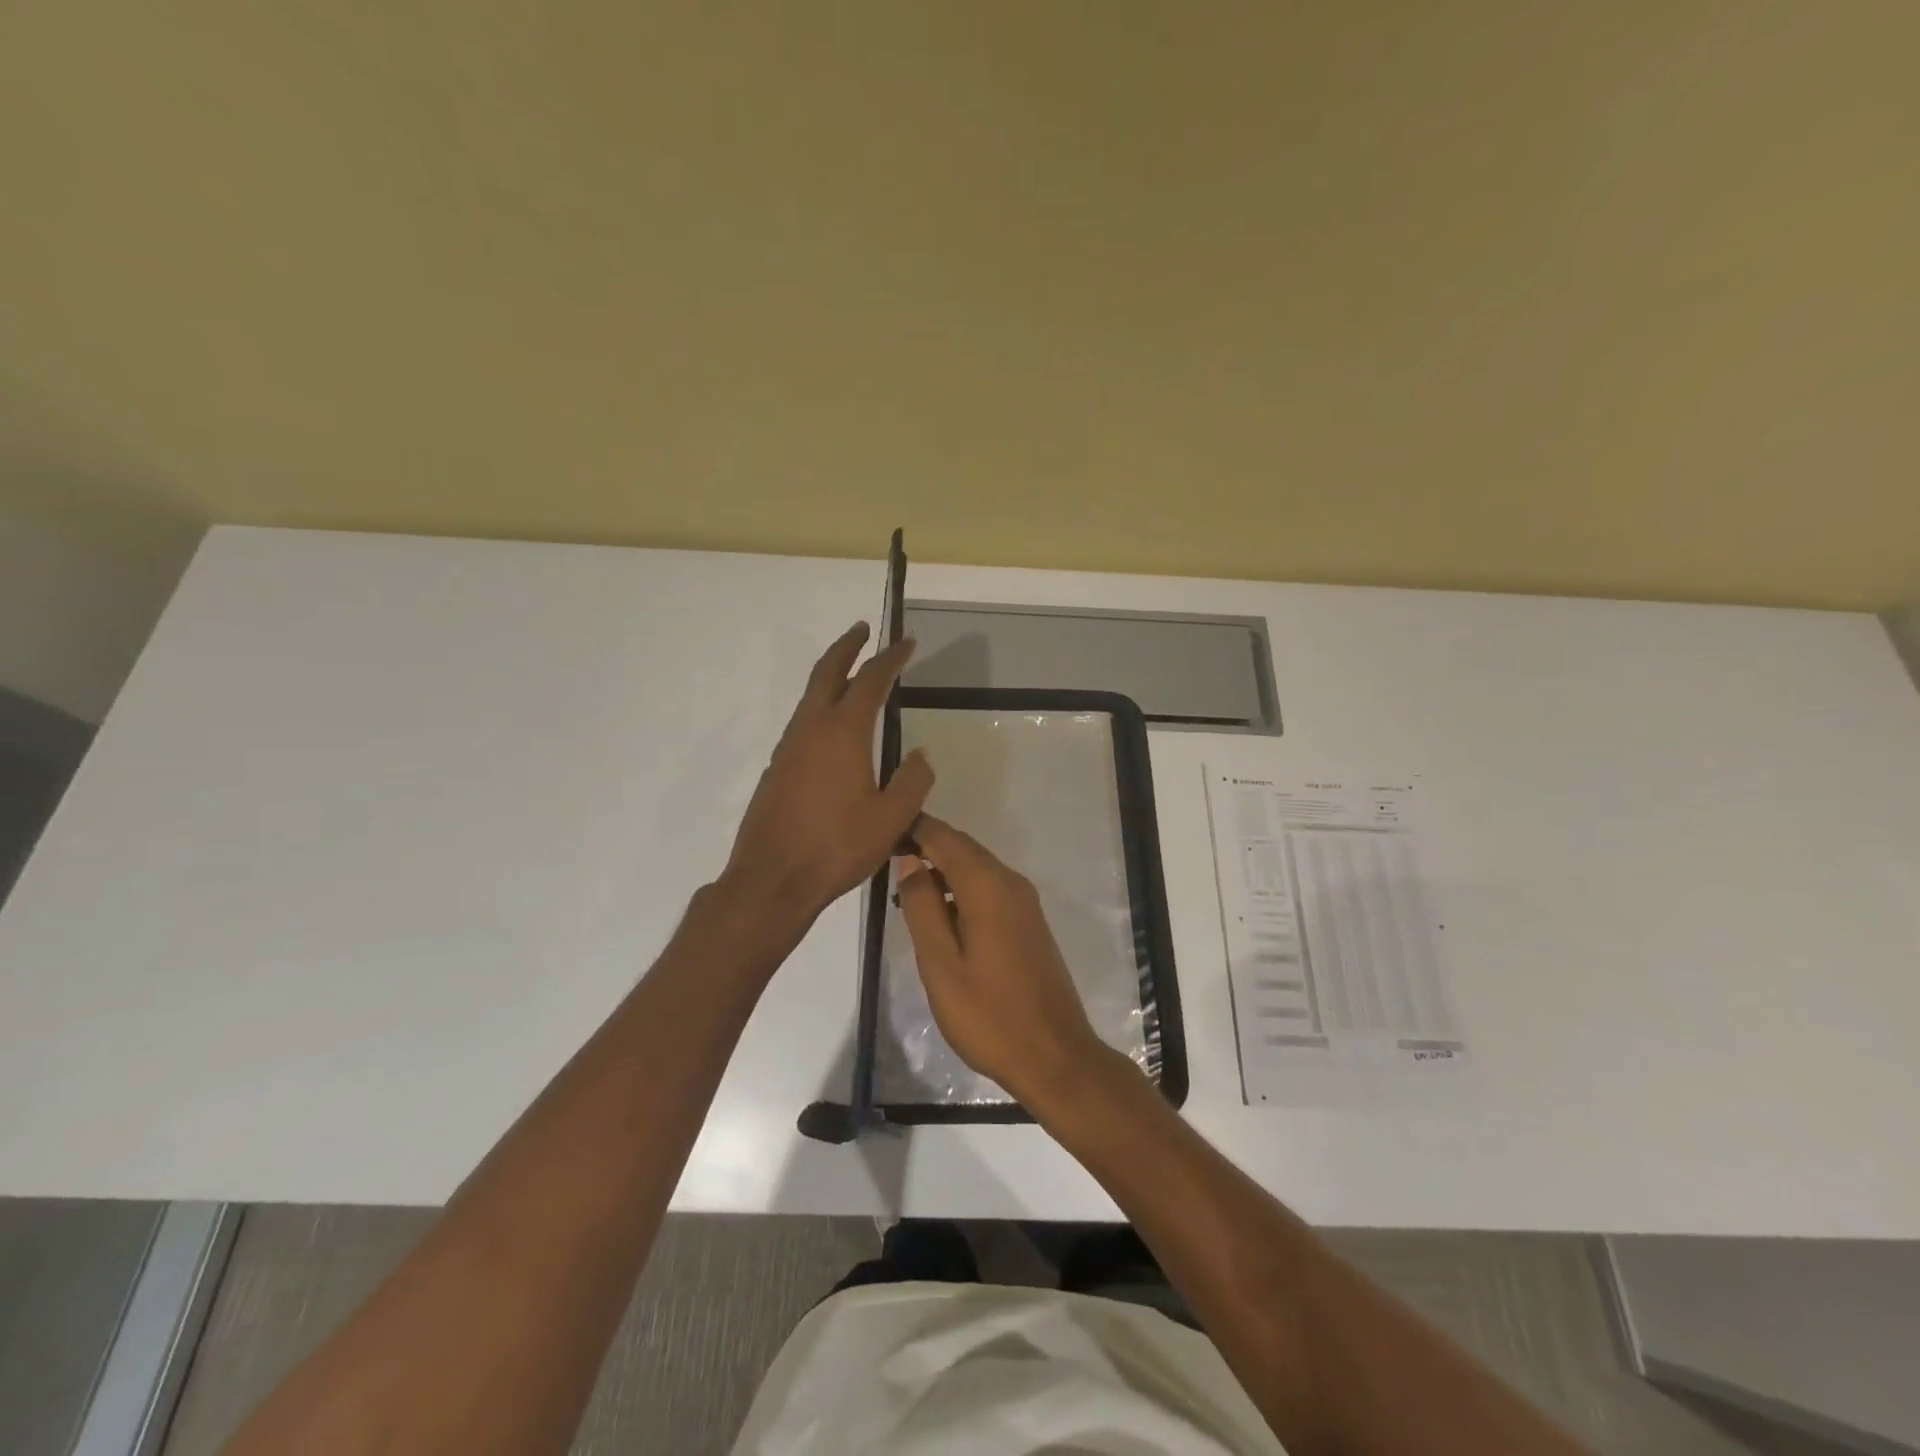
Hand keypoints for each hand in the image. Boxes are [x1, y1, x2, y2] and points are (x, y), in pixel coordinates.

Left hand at [723, 623, 933, 928]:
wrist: (771, 880)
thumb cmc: (836, 847)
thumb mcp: (891, 818)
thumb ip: (913, 781)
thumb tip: (923, 753)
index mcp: (843, 733)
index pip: (870, 681)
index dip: (890, 658)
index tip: (906, 641)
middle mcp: (811, 730)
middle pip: (827, 673)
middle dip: (847, 647)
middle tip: (862, 629)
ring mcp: (788, 749)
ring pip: (810, 698)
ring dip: (830, 676)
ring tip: (851, 674)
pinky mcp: (776, 769)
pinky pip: (802, 724)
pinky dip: (820, 707)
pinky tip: (832, 729)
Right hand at [894, 814, 1110, 1107]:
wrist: (1054, 1055)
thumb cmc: (988, 1015)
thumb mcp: (941, 964)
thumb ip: (922, 908)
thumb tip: (909, 861)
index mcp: (987, 887)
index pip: (944, 838)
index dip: (913, 829)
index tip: (881, 833)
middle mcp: (1010, 883)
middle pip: (963, 848)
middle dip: (926, 845)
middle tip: (885, 857)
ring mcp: (1024, 902)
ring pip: (977, 867)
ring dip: (942, 868)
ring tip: (904, 889)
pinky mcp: (1029, 922)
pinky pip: (989, 888)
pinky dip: (961, 888)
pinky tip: (939, 914)